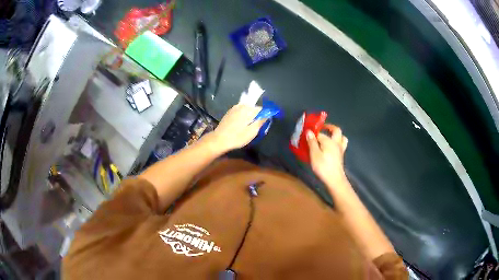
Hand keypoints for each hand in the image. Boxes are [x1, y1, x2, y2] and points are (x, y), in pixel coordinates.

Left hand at [206, 104, 265, 152]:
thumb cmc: (237, 137)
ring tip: (247, 126)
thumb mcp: (252, 132)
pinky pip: (240, 111)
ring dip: (249, 116)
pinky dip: (243, 115)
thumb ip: (261, 121)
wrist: (219, 139)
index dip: (264, 116)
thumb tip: (267, 115)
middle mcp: (242, 106)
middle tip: (254, 127)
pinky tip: (240, 124)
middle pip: (254, 108)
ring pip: (247, 109)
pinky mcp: (229, 112)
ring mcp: (234, 108)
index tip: (263, 124)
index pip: (261, 109)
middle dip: (256, 115)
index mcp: (248, 110)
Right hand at [306, 124, 347, 184]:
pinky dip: (337, 143)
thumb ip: (312, 142)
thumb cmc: (323, 166)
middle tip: (323, 128)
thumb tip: (309, 131)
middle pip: (336, 130)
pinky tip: (331, 148)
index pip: (320, 133)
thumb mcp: (314, 154)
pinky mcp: (341, 156)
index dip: (313, 132)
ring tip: (330, 136)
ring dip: (337, 135)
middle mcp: (336, 143)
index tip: (307, 133)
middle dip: (330, 127)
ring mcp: (340, 149)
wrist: (334, 179)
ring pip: (342, 138)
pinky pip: (341, 145)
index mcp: (329, 141)